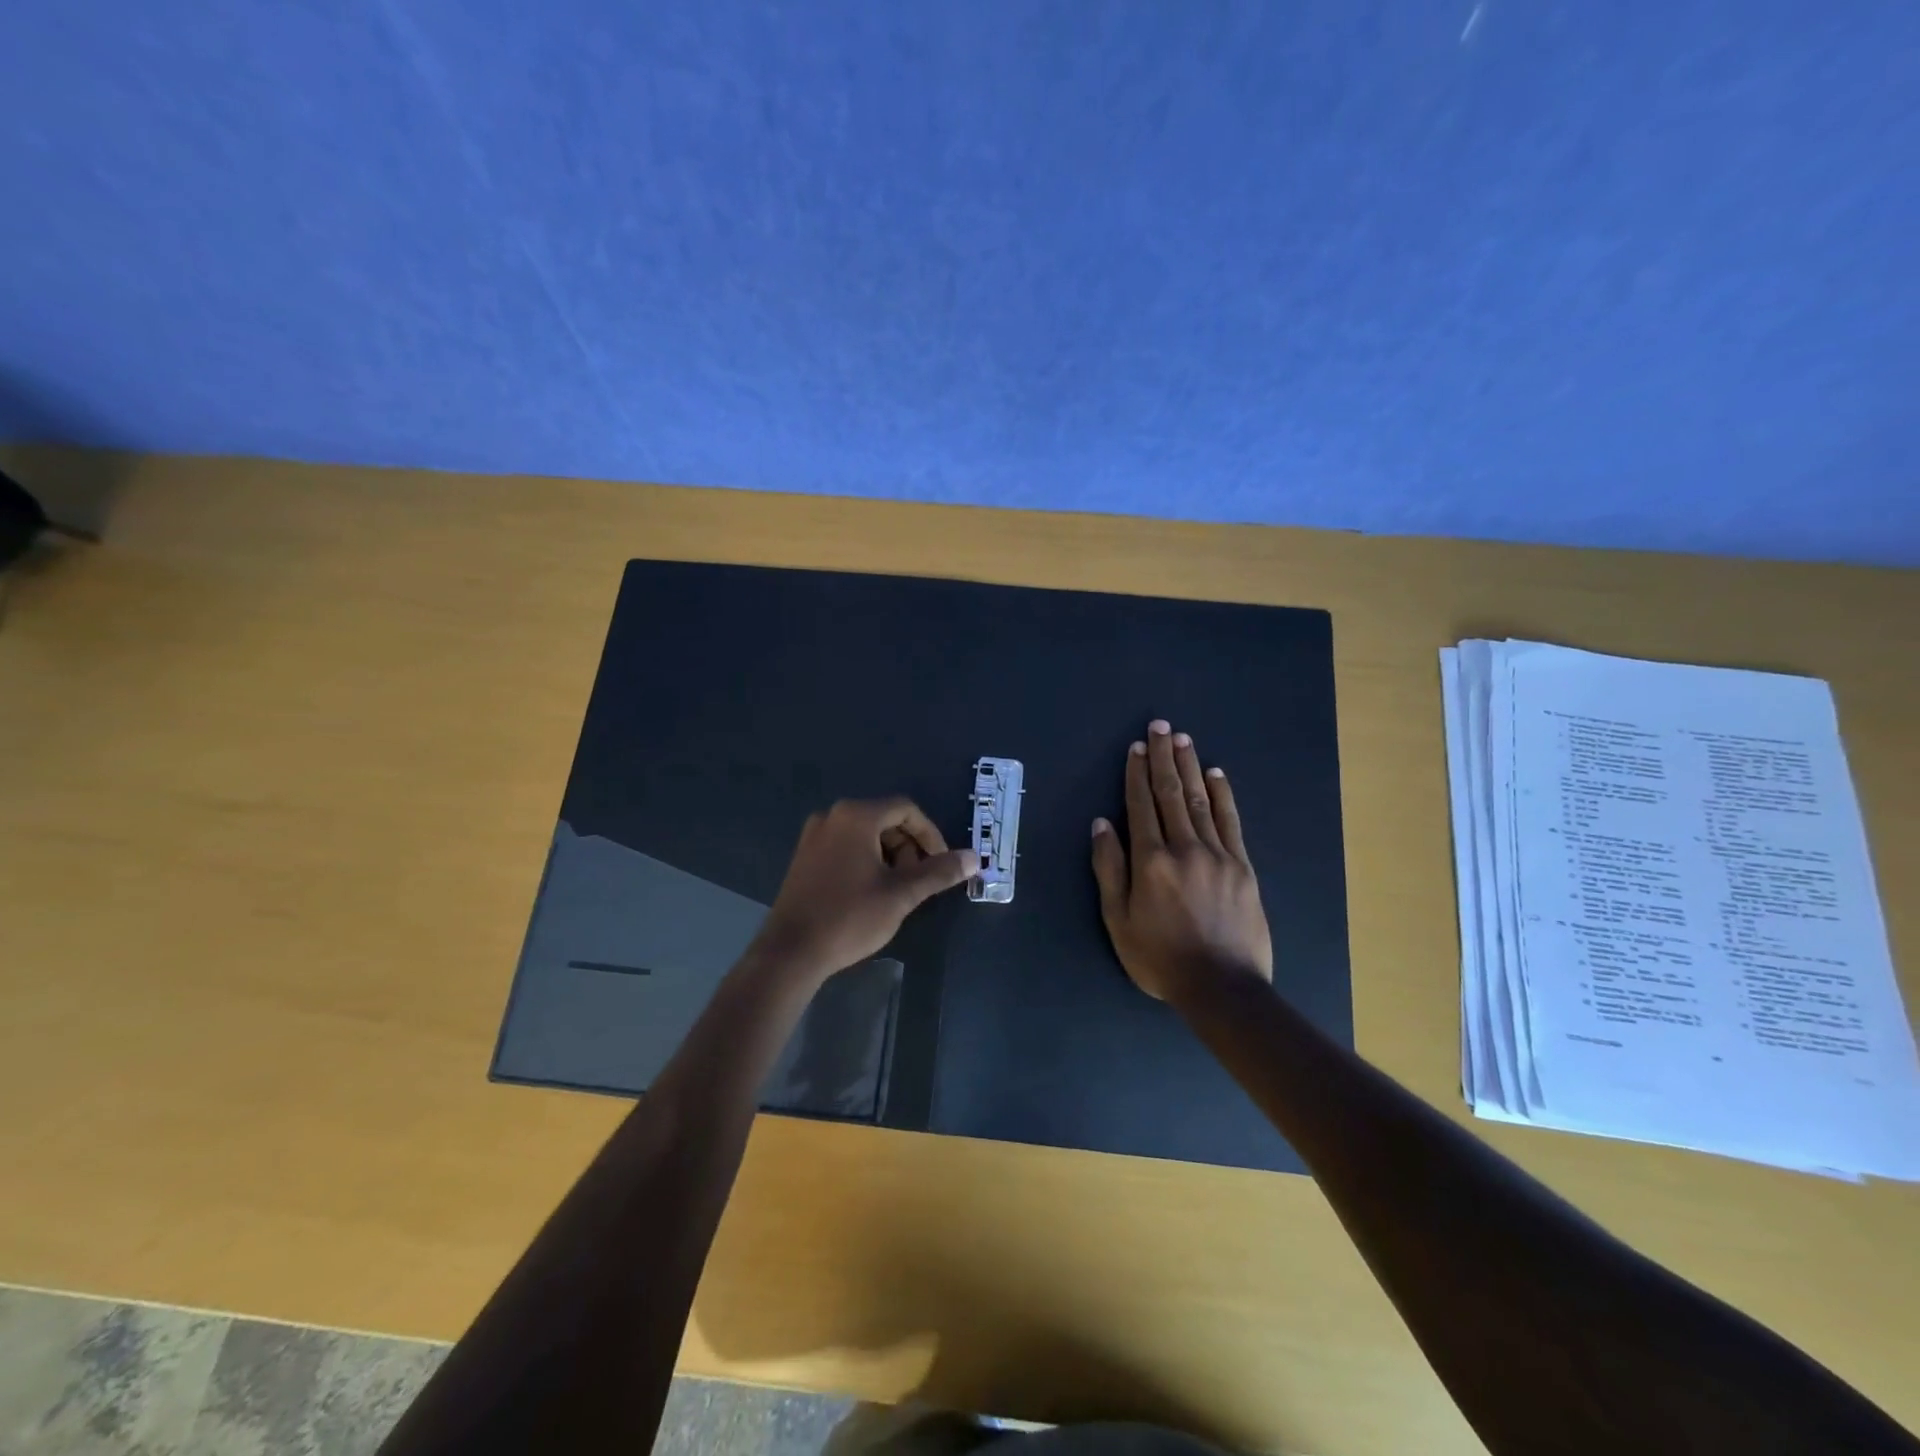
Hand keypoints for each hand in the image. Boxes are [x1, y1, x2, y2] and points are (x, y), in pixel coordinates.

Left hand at [750, 797, 977, 983]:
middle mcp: (832, 816)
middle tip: (919, 882)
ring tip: (896, 892)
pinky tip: (871, 893)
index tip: (942, 863)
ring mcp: (814, 836)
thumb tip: (974, 859)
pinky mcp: (804, 857)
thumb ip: (938, 872)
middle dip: (909, 847)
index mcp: (855, 816)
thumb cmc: (849, 917)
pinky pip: (846, 846)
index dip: (931, 834)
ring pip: (866, 835)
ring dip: (889, 856)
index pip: (906, 810)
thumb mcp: (901, 894)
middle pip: (885, 819)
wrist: (790, 952)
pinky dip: (867, 861)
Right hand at [1090, 720, 1272, 1003]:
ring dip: (1190, 767)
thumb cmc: (1160, 957)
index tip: (1137, 746)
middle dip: (1164, 757)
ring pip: (1201, 801)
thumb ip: (1109, 869)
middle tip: (1162, 726)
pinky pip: (1231, 822)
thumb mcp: (1118, 920)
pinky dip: (1223, 795)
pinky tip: (1216, 774)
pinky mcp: (1243, 866)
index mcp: (1151, 860)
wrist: (1222, 987)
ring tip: (1184, 739)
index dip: (1137, 773)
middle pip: (1172, 793)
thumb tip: (1102, 824)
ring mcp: (1218, 854)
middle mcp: (1184, 848)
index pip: (1141, 805)